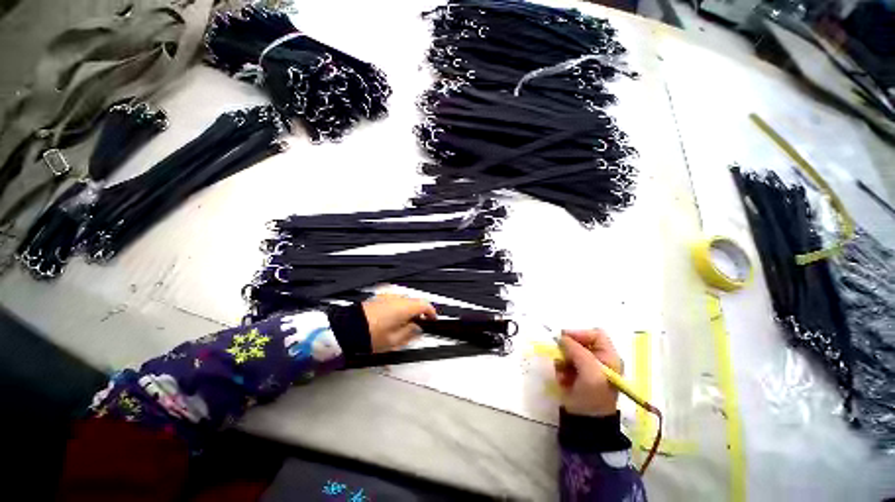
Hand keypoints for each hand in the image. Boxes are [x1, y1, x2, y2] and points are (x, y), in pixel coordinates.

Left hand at [362, 294, 436, 352]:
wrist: (346, 329)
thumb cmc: (368, 335)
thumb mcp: (394, 341)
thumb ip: (410, 333)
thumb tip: (417, 329)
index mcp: (404, 307)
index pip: (425, 305)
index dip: (431, 313)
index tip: (432, 319)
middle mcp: (397, 299)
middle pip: (415, 302)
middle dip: (418, 312)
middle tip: (417, 325)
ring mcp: (387, 297)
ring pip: (404, 301)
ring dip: (407, 310)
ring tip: (402, 325)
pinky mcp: (378, 298)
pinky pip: (393, 301)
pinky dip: (397, 308)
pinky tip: (391, 320)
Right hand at [555, 329, 621, 416]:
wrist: (585, 423)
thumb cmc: (593, 397)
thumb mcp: (589, 372)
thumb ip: (577, 351)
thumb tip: (562, 338)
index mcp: (609, 357)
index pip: (595, 334)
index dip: (580, 334)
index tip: (565, 338)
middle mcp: (599, 360)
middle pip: (580, 342)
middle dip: (568, 350)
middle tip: (562, 358)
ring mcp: (586, 367)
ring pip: (569, 352)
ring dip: (563, 361)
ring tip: (563, 373)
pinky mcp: (575, 374)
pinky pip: (564, 362)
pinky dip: (561, 369)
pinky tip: (563, 380)